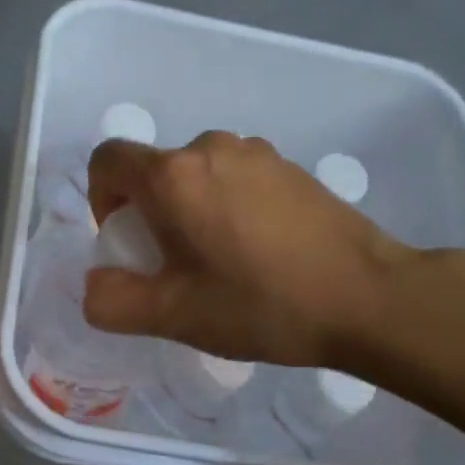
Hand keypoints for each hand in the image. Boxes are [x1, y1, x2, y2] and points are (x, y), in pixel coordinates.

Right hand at [84, 133, 407, 368]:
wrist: (368, 297)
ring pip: (195, 175)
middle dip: (148, 214)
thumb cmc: (260, 304)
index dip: (100, 199)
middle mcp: (210, 148)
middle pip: (153, 171)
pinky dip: (227, 206)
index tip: (127, 241)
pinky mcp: (290, 166)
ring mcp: (257, 152)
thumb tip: (96, 283)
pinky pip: (235, 178)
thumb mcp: (172, 316)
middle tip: (175, 267)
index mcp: (173, 177)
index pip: (107, 160)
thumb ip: (111, 301)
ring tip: (220, 262)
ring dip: (189, 210)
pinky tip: (259, 252)